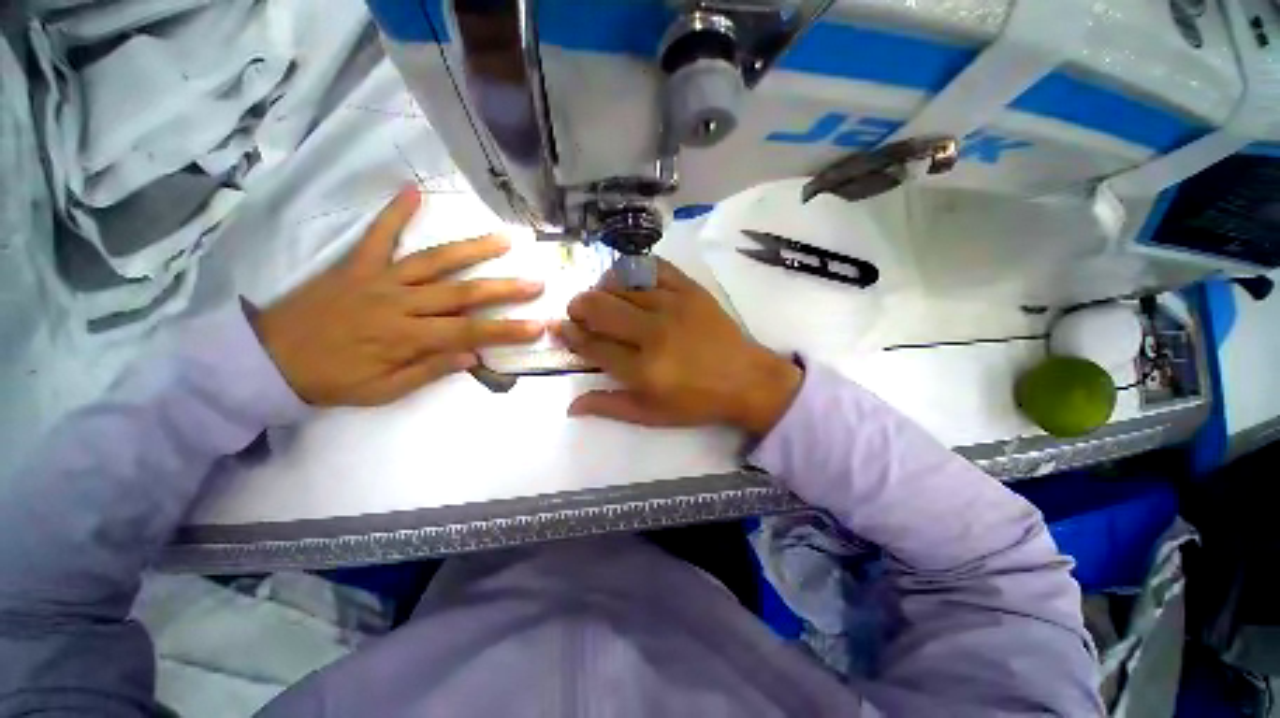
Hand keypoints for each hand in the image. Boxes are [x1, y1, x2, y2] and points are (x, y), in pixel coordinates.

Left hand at [252, 187, 544, 405]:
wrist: (268, 358)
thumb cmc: (332, 380)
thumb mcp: (383, 391)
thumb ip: (430, 371)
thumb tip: (473, 356)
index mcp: (408, 337)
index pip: (470, 331)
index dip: (508, 329)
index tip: (538, 325)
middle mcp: (401, 303)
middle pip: (462, 293)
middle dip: (504, 289)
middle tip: (535, 283)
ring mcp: (379, 279)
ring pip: (434, 261)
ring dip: (471, 249)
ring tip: (503, 240)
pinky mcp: (356, 264)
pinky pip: (378, 235)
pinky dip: (394, 212)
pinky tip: (413, 191)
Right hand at [556, 259, 801, 434]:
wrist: (745, 379)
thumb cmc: (697, 401)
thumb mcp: (652, 415)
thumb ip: (610, 406)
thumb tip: (571, 405)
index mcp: (643, 369)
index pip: (593, 345)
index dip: (572, 336)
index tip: (563, 330)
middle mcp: (654, 333)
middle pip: (600, 308)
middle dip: (579, 307)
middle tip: (578, 312)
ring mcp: (674, 306)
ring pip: (622, 284)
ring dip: (602, 289)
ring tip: (602, 298)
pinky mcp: (690, 289)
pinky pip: (653, 267)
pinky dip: (633, 269)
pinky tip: (628, 279)